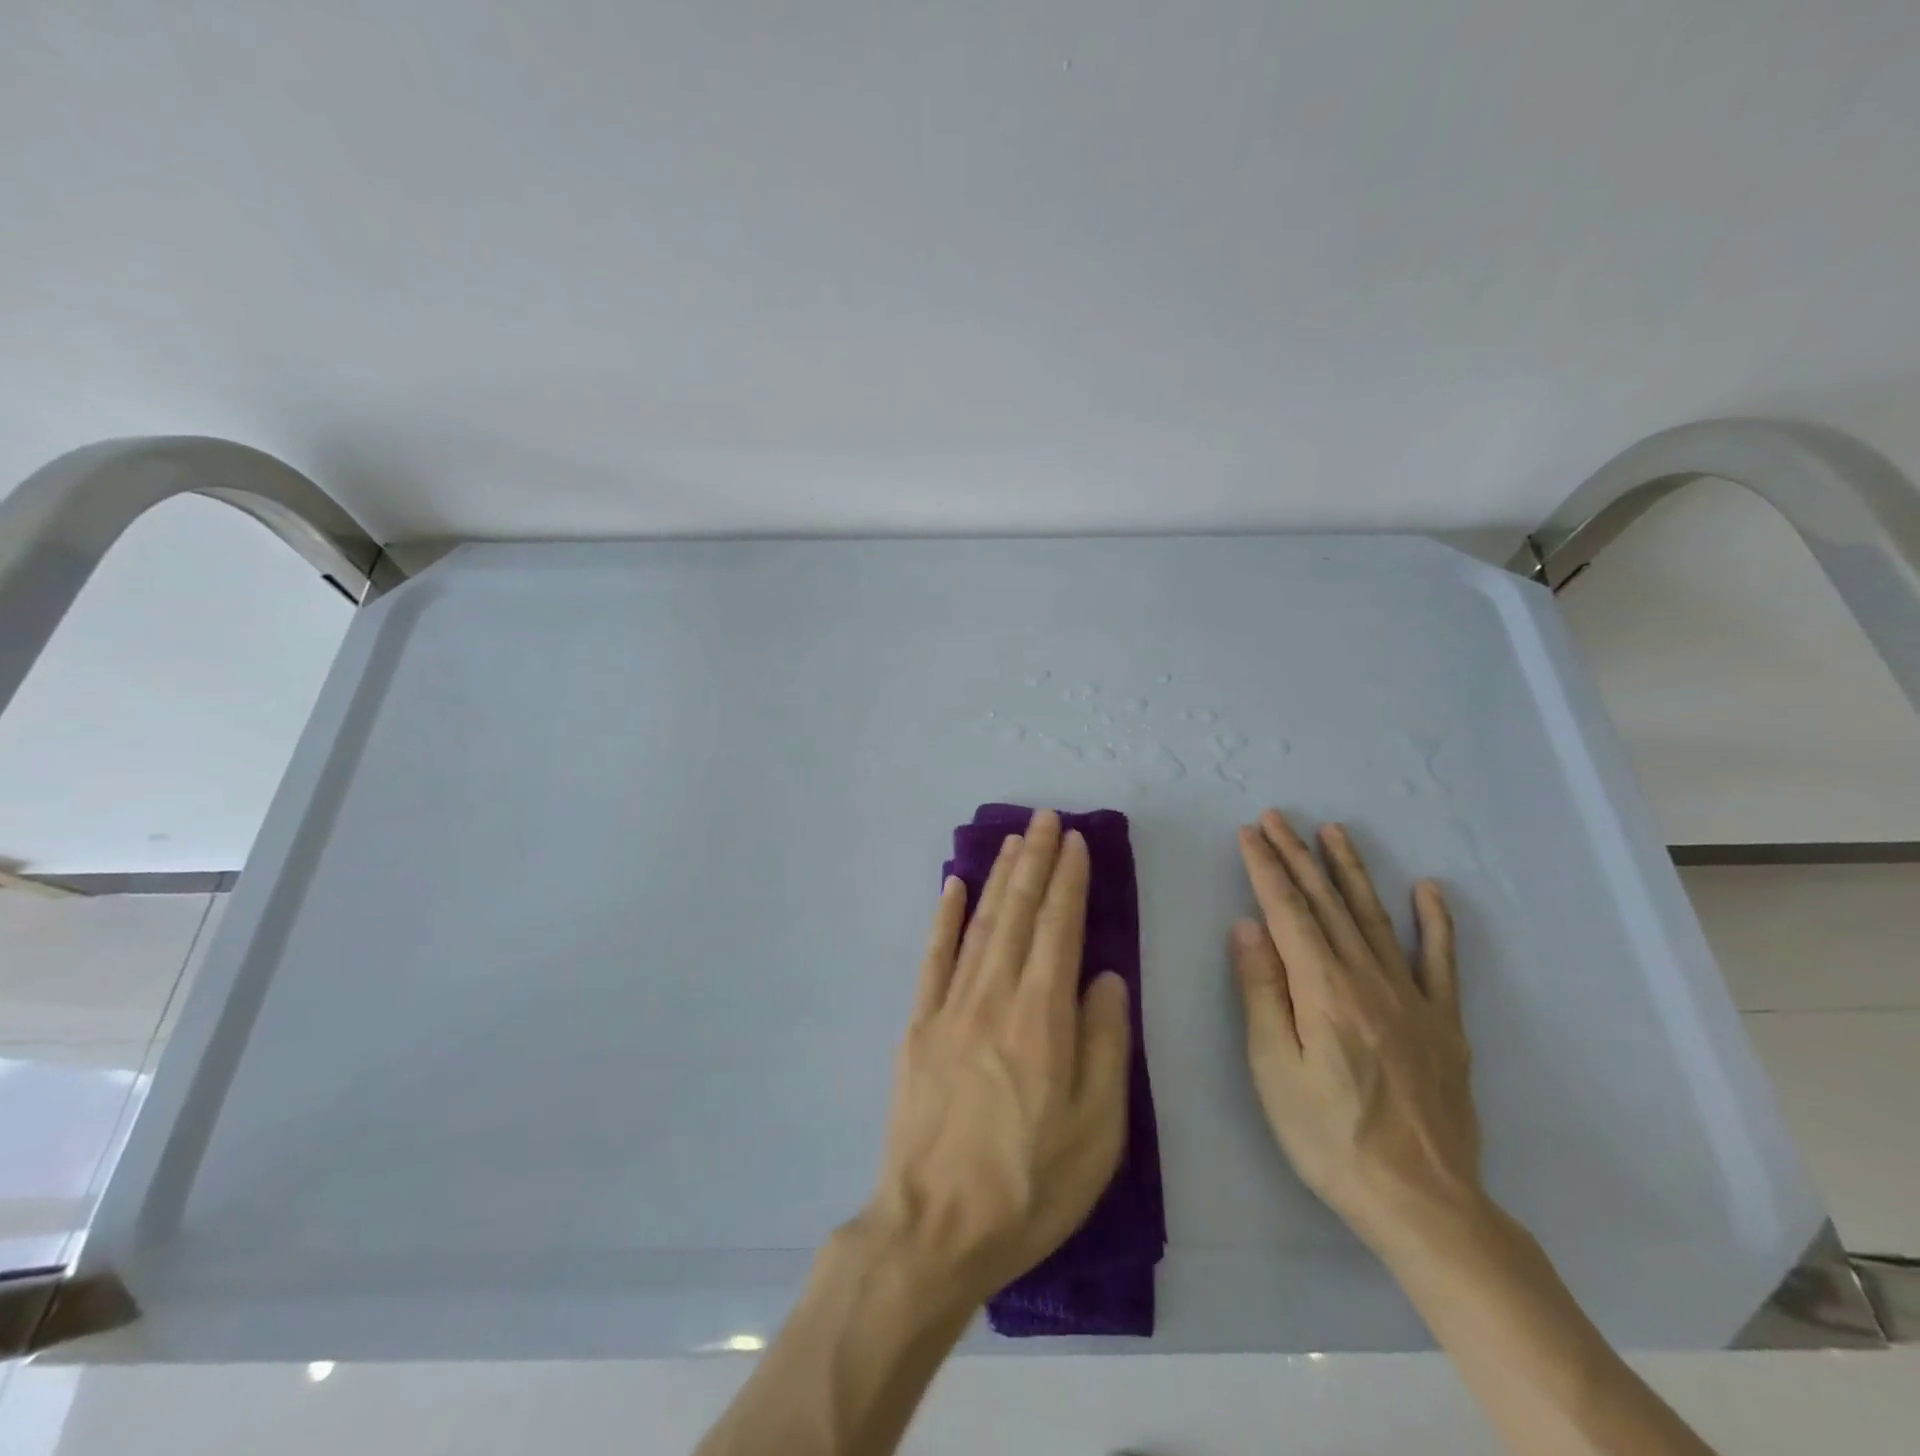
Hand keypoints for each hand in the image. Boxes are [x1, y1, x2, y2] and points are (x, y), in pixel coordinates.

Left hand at [861, 809, 1132, 1310]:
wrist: (935, 1227)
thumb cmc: (1031, 1185)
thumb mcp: (1098, 1129)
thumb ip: (1106, 1043)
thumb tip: (1106, 976)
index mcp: (1043, 1017)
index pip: (1060, 929)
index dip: (1069, 882)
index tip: (1076, 843)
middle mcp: (995, 996)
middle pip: (1020, 913)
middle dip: (1036, 861)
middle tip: (1046, 819)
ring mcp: (951, 1005)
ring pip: (981, 924)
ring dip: (999, 877)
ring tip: (1014, 840)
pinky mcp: (918, 1024)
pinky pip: (933, 957)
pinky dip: (945, 917)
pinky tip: (954, 885)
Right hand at [1231, 809, 1484, 1260]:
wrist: (1424, 1203)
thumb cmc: (1329, 1138)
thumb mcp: (1274, 1069)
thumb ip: (1262, 991)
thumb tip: (1249, 926)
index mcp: (1323, 989)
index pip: (1287, 911)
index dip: (1266, 868)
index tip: (1249, 832)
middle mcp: (1368, 979)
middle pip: (1326, 903)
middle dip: (1298, 856)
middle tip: (1278, 817)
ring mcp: (1412, 998)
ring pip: (1375, 918)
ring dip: (1351, 871)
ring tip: (1334, 832)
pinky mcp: (1444, 1023)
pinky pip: (1440, 962)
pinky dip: (1435, 922)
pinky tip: (1429, 889)